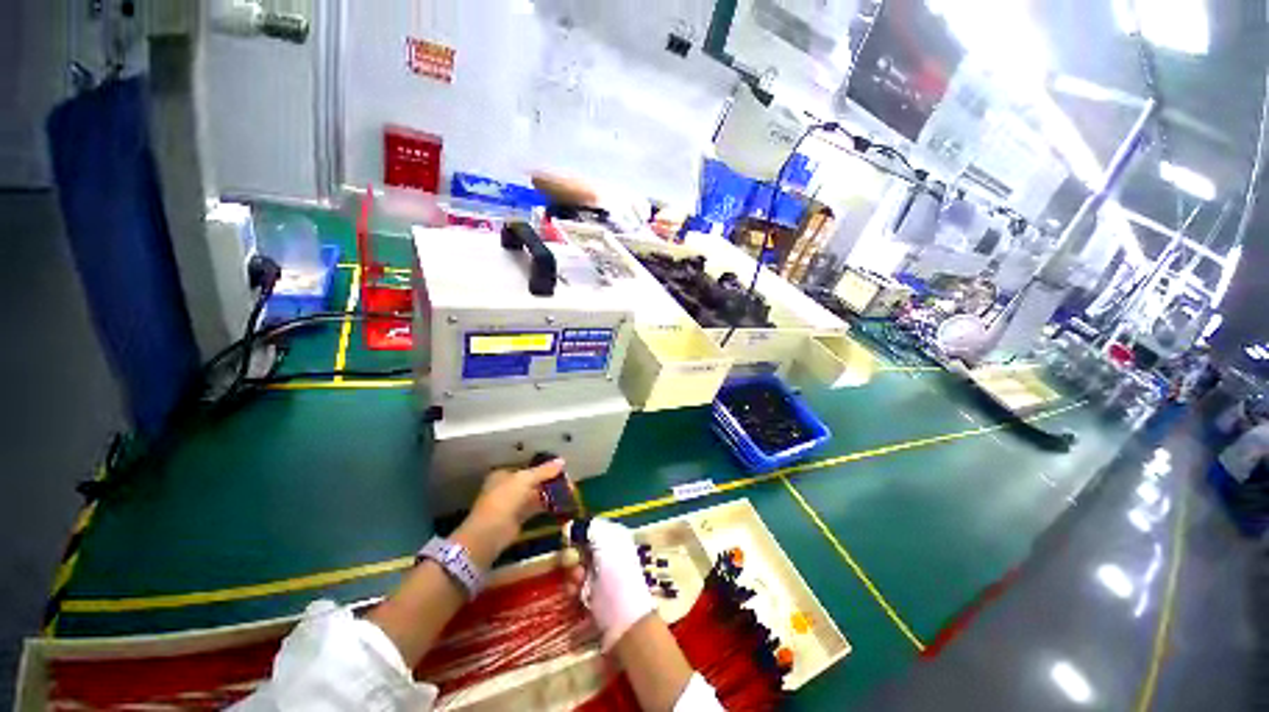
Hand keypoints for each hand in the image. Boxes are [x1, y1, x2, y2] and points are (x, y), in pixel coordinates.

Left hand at [455, 459, 564, 565]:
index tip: (561, 470)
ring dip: (550, 493)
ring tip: (569, 493)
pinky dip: (547, 505)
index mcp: (504, 474)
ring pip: (535, 494)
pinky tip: (561, 504)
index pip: (528, 468)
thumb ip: (544, 471)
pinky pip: (535, 508)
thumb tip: (562, 460)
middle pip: (533, 481)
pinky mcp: (518, 518)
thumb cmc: (504, 499)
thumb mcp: (525, 479)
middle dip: (549, 481)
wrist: (490, 534)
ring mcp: (512, 504)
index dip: (544, 468)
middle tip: (568, 483)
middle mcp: (507, 487)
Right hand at [566, 517, 655, 650]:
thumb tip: (574, 522)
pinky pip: (576, 587)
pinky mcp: (594, 596)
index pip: (592, 527)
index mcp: (616, 538)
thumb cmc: (618, 583)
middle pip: (581, 548)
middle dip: (573, 557)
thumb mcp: (607, 549)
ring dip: (572, 576)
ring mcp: (601, 576)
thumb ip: (592, 531)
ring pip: (576, 567)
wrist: (626, 626)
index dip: (579, 533)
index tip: (569, 540)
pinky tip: (576, 597)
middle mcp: (609, 554)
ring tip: (578, 587)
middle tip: (577, 568)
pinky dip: (573, 591)